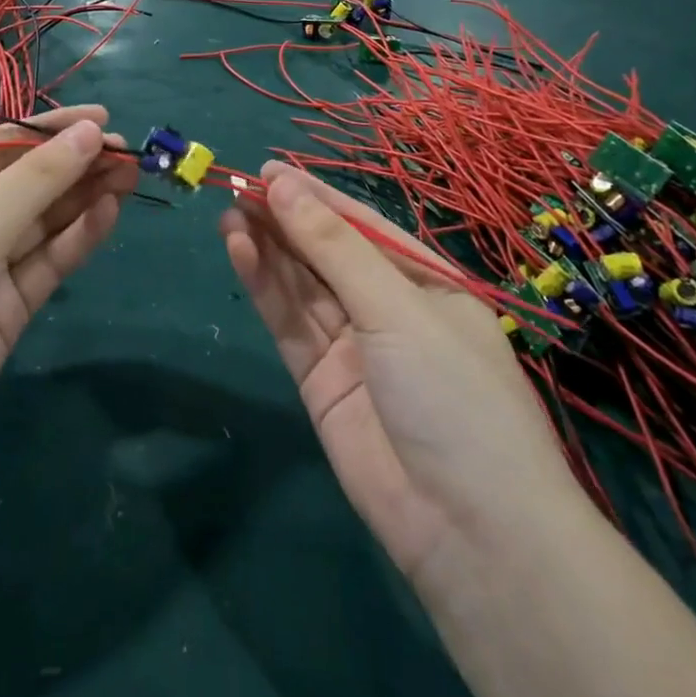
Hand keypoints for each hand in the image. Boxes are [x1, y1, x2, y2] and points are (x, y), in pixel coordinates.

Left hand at [0, 106, 136, 479]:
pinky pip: (46, 262)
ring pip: (42, 222)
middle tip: (128, 153)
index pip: (0, 145)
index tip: (104, 118)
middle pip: (26, 183)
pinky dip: (76, 238)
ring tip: (129, 176)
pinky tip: (108, 213)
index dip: (52, 129)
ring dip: (83, 198)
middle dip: (75, 165)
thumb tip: (90, 132)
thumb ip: (37, 180)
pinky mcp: (5, 308)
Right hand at [221, 163, 580, 582]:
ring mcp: (352, 346)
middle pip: (325, 252)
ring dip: (267, 248)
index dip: (315, 195)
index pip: (362, 225)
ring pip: (301, 284)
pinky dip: (264, 286)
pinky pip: (288, 322)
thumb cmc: (453, 395)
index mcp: (426, 282)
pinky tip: (239, 251)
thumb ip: (334, 246)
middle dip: (284, 219)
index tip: (268, 168)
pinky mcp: (319, 380)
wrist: (467, 528)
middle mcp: (388, 308)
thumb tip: (284, 184)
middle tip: (236, 187)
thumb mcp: (396, 308)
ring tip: (228, 212)